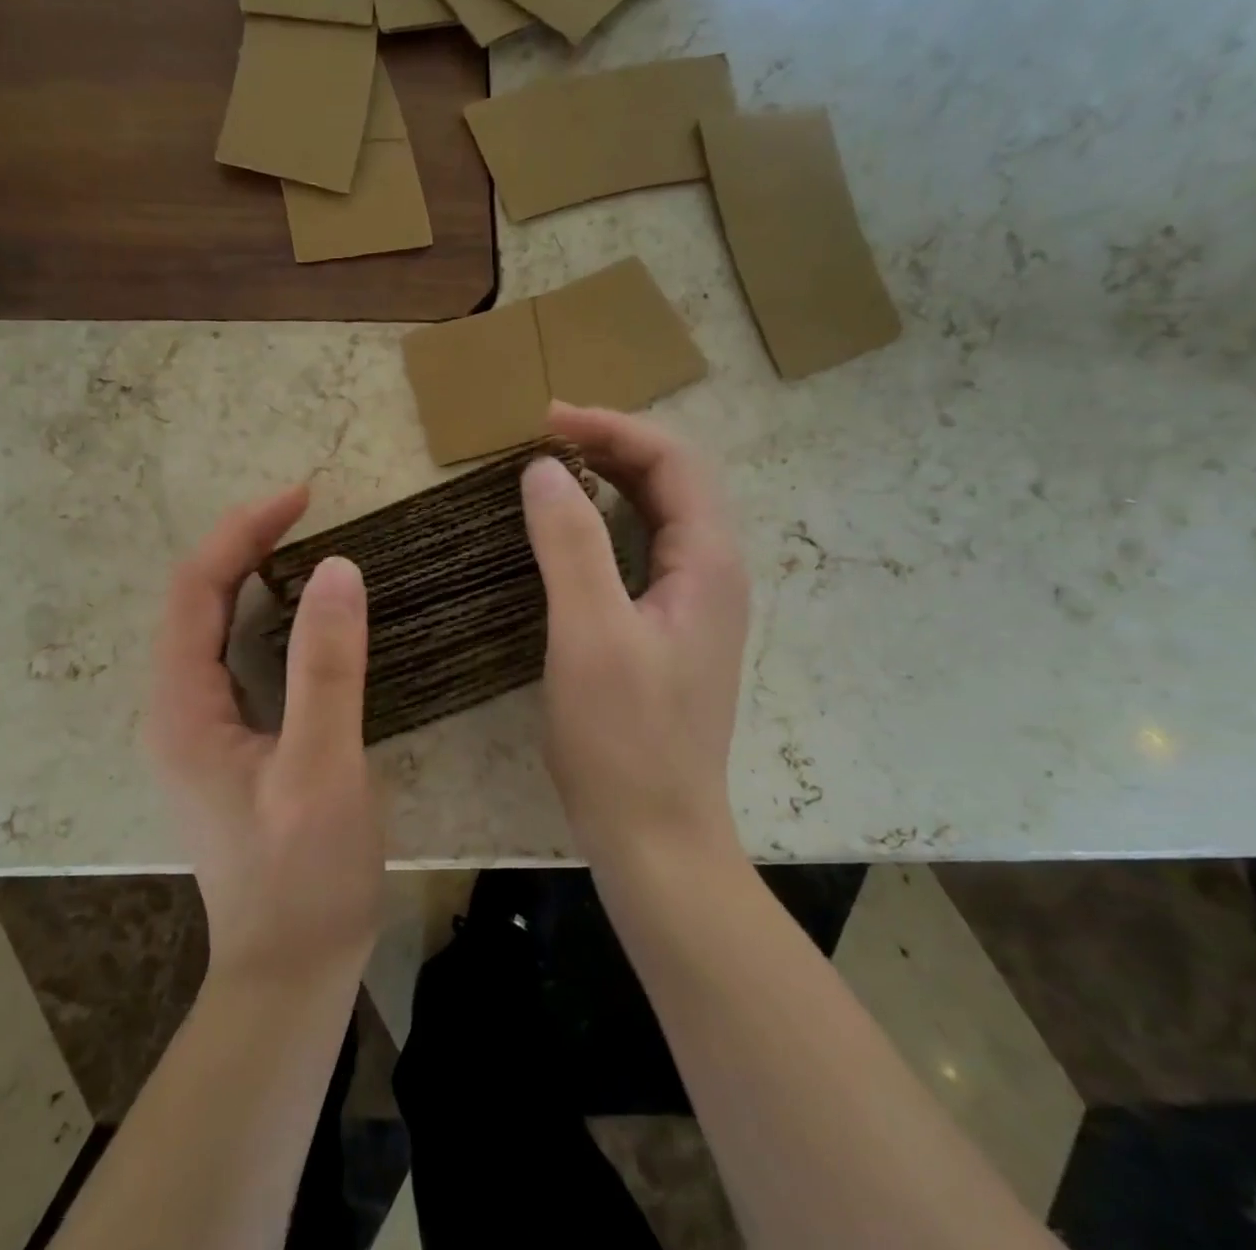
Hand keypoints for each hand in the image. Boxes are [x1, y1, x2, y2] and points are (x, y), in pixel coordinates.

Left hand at [147, 486, 384, 988]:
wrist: (290, 970)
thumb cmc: (305, 876)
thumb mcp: (322, 769)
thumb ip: (328, 668)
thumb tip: (338, 569)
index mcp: (183, 708)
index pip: (196, 589)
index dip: (242, 532)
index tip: (301, 497)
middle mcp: (176, 709)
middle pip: (196, 600)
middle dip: (244, 544)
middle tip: (306, 510)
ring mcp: (198, 728)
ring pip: (212, 626)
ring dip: (250, 575)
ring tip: (303, 543)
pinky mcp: (227, 743)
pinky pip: (235, 656)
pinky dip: (264, 615)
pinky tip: (302, 612)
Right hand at [522, 403, 750, 873]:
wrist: (654, 835)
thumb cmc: (624, 737)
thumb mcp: (590, 633)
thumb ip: (570, 544)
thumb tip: (543, 469)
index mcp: (709, 563)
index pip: (673, 462)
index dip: (613, 429)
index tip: (547, 420)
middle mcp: (712, 574)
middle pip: (671, 481)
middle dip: (611, 445)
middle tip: (543, 436)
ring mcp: (691, 605)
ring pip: (656, 516)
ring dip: (609, 480)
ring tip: (551, 468)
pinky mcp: (664, 630)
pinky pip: (640, 552)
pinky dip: (603, 523)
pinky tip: (567, 531)